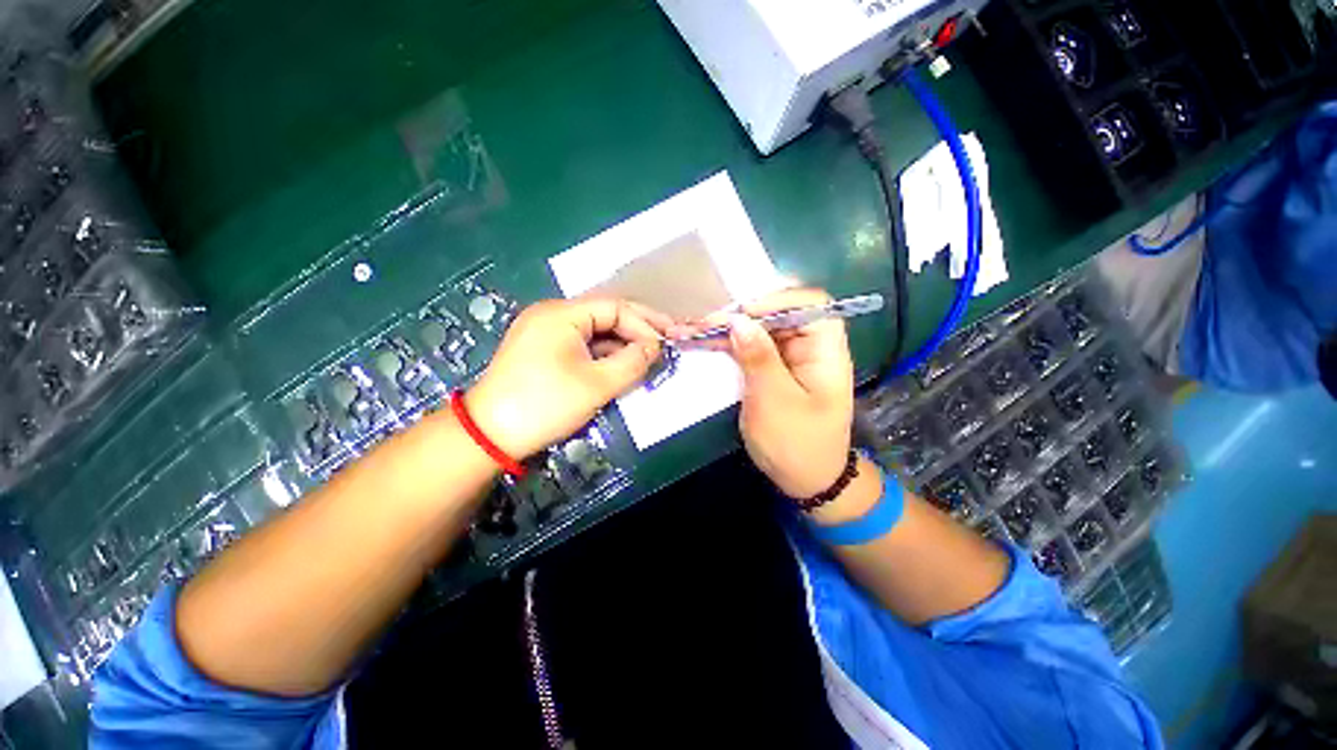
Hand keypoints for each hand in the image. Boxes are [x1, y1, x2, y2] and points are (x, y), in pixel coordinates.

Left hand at [465, 298, 668, 459]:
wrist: (489, 435)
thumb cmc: (545, 404)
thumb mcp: (598, 384)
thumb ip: (633, 362)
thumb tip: (654, 348)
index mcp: (562, 314)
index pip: (615, 308)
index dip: (644, 324)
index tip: (665, 344)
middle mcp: (552, 314)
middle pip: (605, 315)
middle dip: (637, 330)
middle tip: (666, 341)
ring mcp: (544, 332)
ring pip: (594, 332)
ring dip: (621, 344)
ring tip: (646, 357)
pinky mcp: (542, 350)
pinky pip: (581, 345)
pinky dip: (603, 354)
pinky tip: (620, 365)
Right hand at [713, 288, 855, 497]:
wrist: (806, 481)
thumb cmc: (796, 444)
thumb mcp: (774, 401)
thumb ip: (758, 358)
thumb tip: (738, 320)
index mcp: (825, 351)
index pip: (810, 304)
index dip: (775, 301)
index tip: (741, 316)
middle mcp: (809, 348)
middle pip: (777, 315)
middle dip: (740, 317)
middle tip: (702, 324)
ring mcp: (789, 359)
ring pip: (758, 331)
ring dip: (726, 330)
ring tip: (691, 331)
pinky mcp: (773, 371)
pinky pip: (750, 349)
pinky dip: (727, 346)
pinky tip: (701, 343)